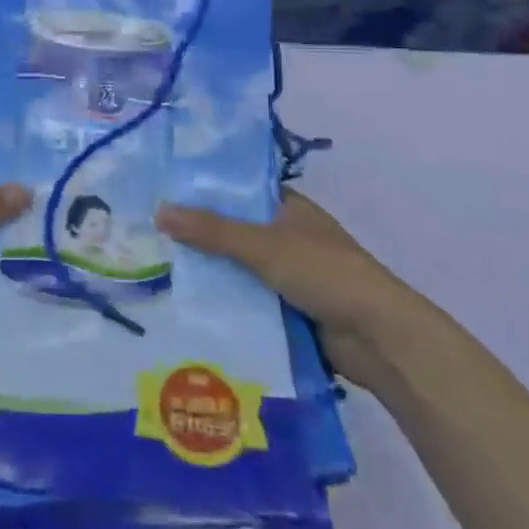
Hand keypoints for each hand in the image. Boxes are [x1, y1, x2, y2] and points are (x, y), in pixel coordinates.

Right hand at [156, 189, 428, 387]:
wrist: (379, 337)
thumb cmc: (324, 272)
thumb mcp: (263, 245)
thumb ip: (212, 230)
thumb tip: (159, 210)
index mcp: (290, 208)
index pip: (240, 191)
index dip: (205, 191)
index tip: (163, 193)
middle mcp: (289, 236)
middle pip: (236, 232)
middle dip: (200, 237)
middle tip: (150, 235)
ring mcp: (291, 275)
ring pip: (240, 269)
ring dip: (212, 274)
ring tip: (157, 272)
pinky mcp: (291, 310)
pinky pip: (249, 301)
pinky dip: (227, 304)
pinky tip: (189, 307)